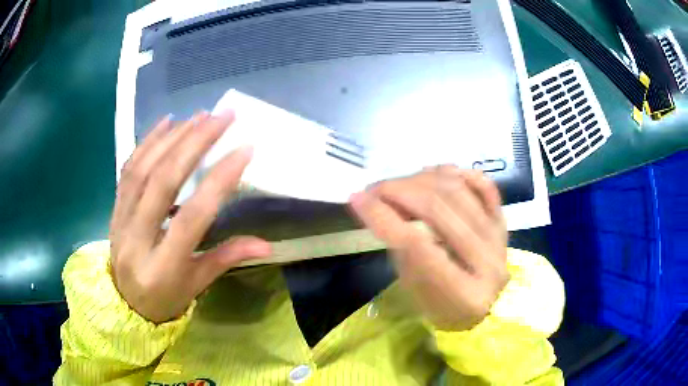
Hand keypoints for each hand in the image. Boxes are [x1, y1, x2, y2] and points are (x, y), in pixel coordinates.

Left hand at [110, 111, 271, 322]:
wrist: (124, 303)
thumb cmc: (165, 298)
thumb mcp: (197, 285)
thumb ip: (227, 258)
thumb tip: (267, 244)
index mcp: (163, 266)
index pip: (191, 217)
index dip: (218, 181)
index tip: (244, 150)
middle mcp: (137, 239)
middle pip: (162, 182)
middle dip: (194, 143)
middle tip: (221, 117)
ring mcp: (121, 220)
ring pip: (143, 169)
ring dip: (172, 137)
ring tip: (199, 116)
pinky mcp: (114, 208)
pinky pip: (128, 170)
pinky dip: (147, 142)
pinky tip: (166, 123)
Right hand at [350, 166, 508, 330]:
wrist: (489, 308)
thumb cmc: (445, 309)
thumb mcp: (416, 293)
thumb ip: (402, 251)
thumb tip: (382, 207)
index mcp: (463, 294)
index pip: (417, 244)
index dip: (383, 216)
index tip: (357, 198)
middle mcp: (487, 262)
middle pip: (437, 209)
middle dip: (397, 191)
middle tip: (373, 189)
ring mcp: (498, 238)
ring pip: (457, 190)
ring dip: (420, 179)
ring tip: (398, 184)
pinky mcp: (503, 223)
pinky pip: (484, 185)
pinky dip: (457, 173)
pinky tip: (434, 174)